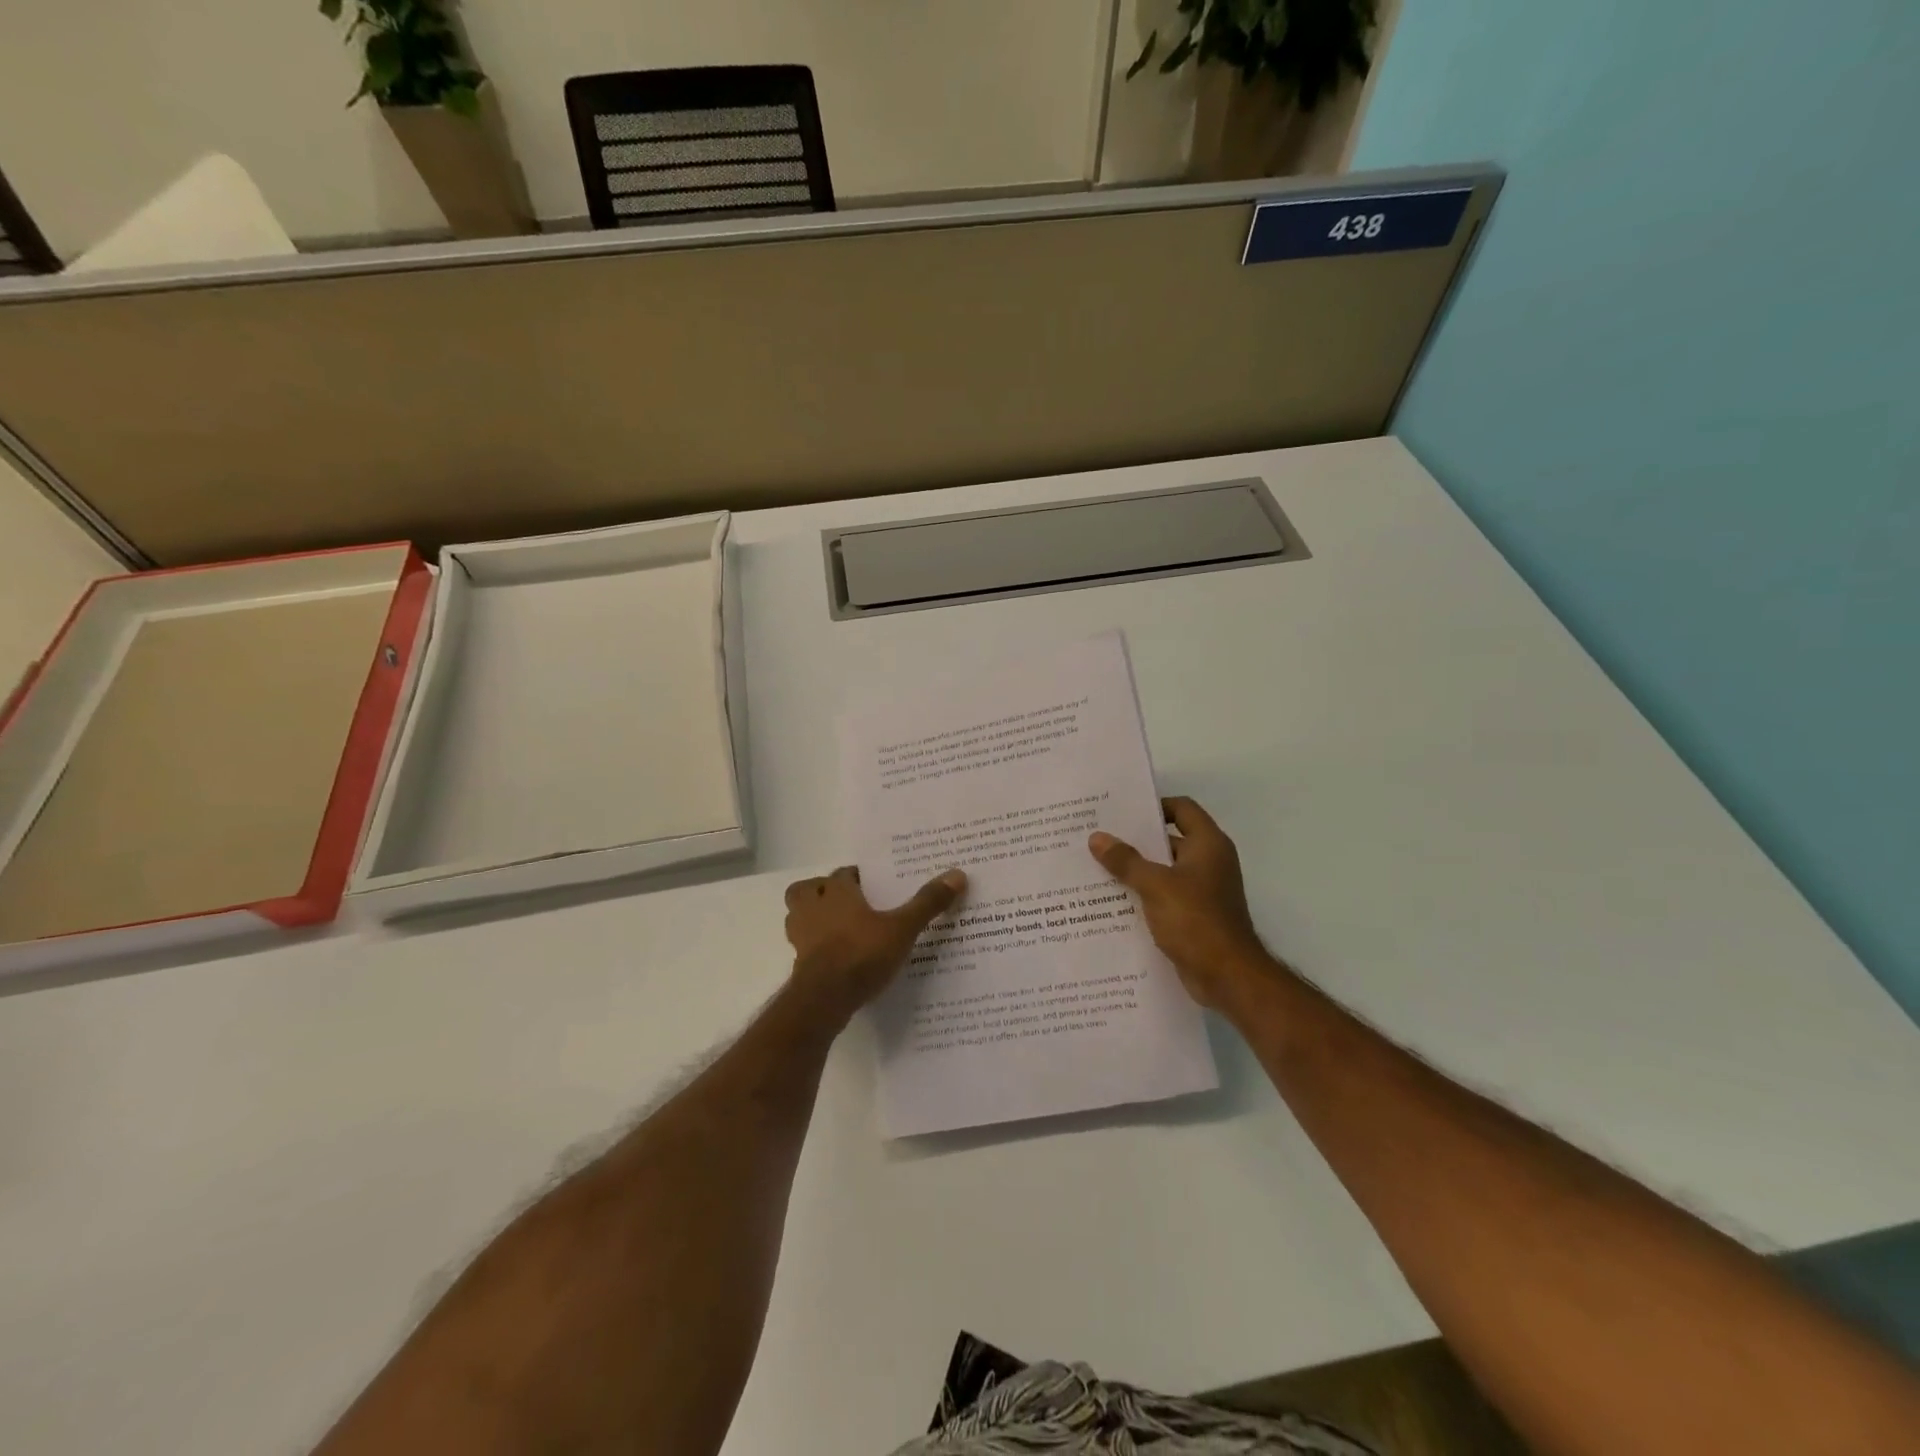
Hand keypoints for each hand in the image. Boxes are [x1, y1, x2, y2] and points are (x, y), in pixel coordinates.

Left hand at [783, 866, 967, 1018]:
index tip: (875, 884)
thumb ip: (927, 903)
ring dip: (813, 917)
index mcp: (836, 891)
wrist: (824, 999)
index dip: (857, 877)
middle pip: (808, 889)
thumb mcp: (902, 928)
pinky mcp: (799, 962)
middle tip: (848, 902)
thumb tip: (957, 873)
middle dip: (823, 891)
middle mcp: (813, 907)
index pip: (843, 873)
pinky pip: (803, 945)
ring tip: (839, 927)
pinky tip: (836, 956)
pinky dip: (815, 946)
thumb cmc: (861, 953)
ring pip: (798, 915)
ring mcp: (801, 936)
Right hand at [1088, 797, 1272, 1010]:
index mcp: (1208, 845)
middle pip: (1170, 839)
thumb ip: (1126, 861)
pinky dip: (1144, 895)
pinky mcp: (1195, 916)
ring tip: (1098, 867)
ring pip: (1164, 870)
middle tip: (1099, 837)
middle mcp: (1209, 862)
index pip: (1182, 808)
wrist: (1227, 977)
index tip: (1121, 812)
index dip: (1154, 806)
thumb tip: (1097, 838)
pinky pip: (1165, 896)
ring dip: (1136, 870)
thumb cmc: (1195, 920)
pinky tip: (1113, 900)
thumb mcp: (1155, 886)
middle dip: (1136, 840)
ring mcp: (1203, 891)